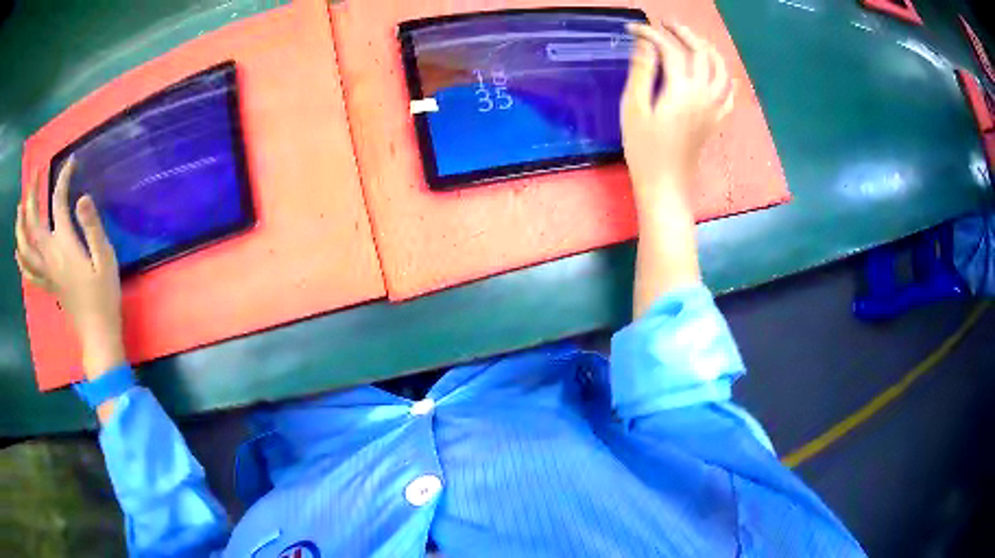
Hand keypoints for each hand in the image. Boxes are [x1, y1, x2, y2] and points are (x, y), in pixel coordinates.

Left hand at [16, 158, 124, 378]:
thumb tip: (81, 197)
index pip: (59, 202)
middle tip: (35, 174)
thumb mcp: (105, 258)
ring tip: (20, 208)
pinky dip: (21, 259)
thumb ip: (92, 227)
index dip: (64, 178)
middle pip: (33, 222)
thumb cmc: (104, 295)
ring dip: (20, 226)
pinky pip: (28, 271)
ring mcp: (46, 272)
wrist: (97, 334)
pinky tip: (18, 250)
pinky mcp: (47, 285)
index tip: (72, 162)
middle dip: (32, 194)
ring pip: (24, 248)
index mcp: (64, 245)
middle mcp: (50, 256)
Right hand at [622, 23, 733, 208]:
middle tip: (664, 23)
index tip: (633, 28)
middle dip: (683, 33)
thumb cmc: (644, 149)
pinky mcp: (716, 119)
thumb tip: (644, 44)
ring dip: (707, 49)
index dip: (651, 34)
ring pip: (720, 69)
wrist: (666, 184)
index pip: (670, 49)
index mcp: (682, 89)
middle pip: (701, 53)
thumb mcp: (634, 108)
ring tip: (691, 40)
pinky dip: (725, 77)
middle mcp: (704, 93)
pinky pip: (729, 93)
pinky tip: (719, 71)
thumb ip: (642, 72)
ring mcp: (714, 107)